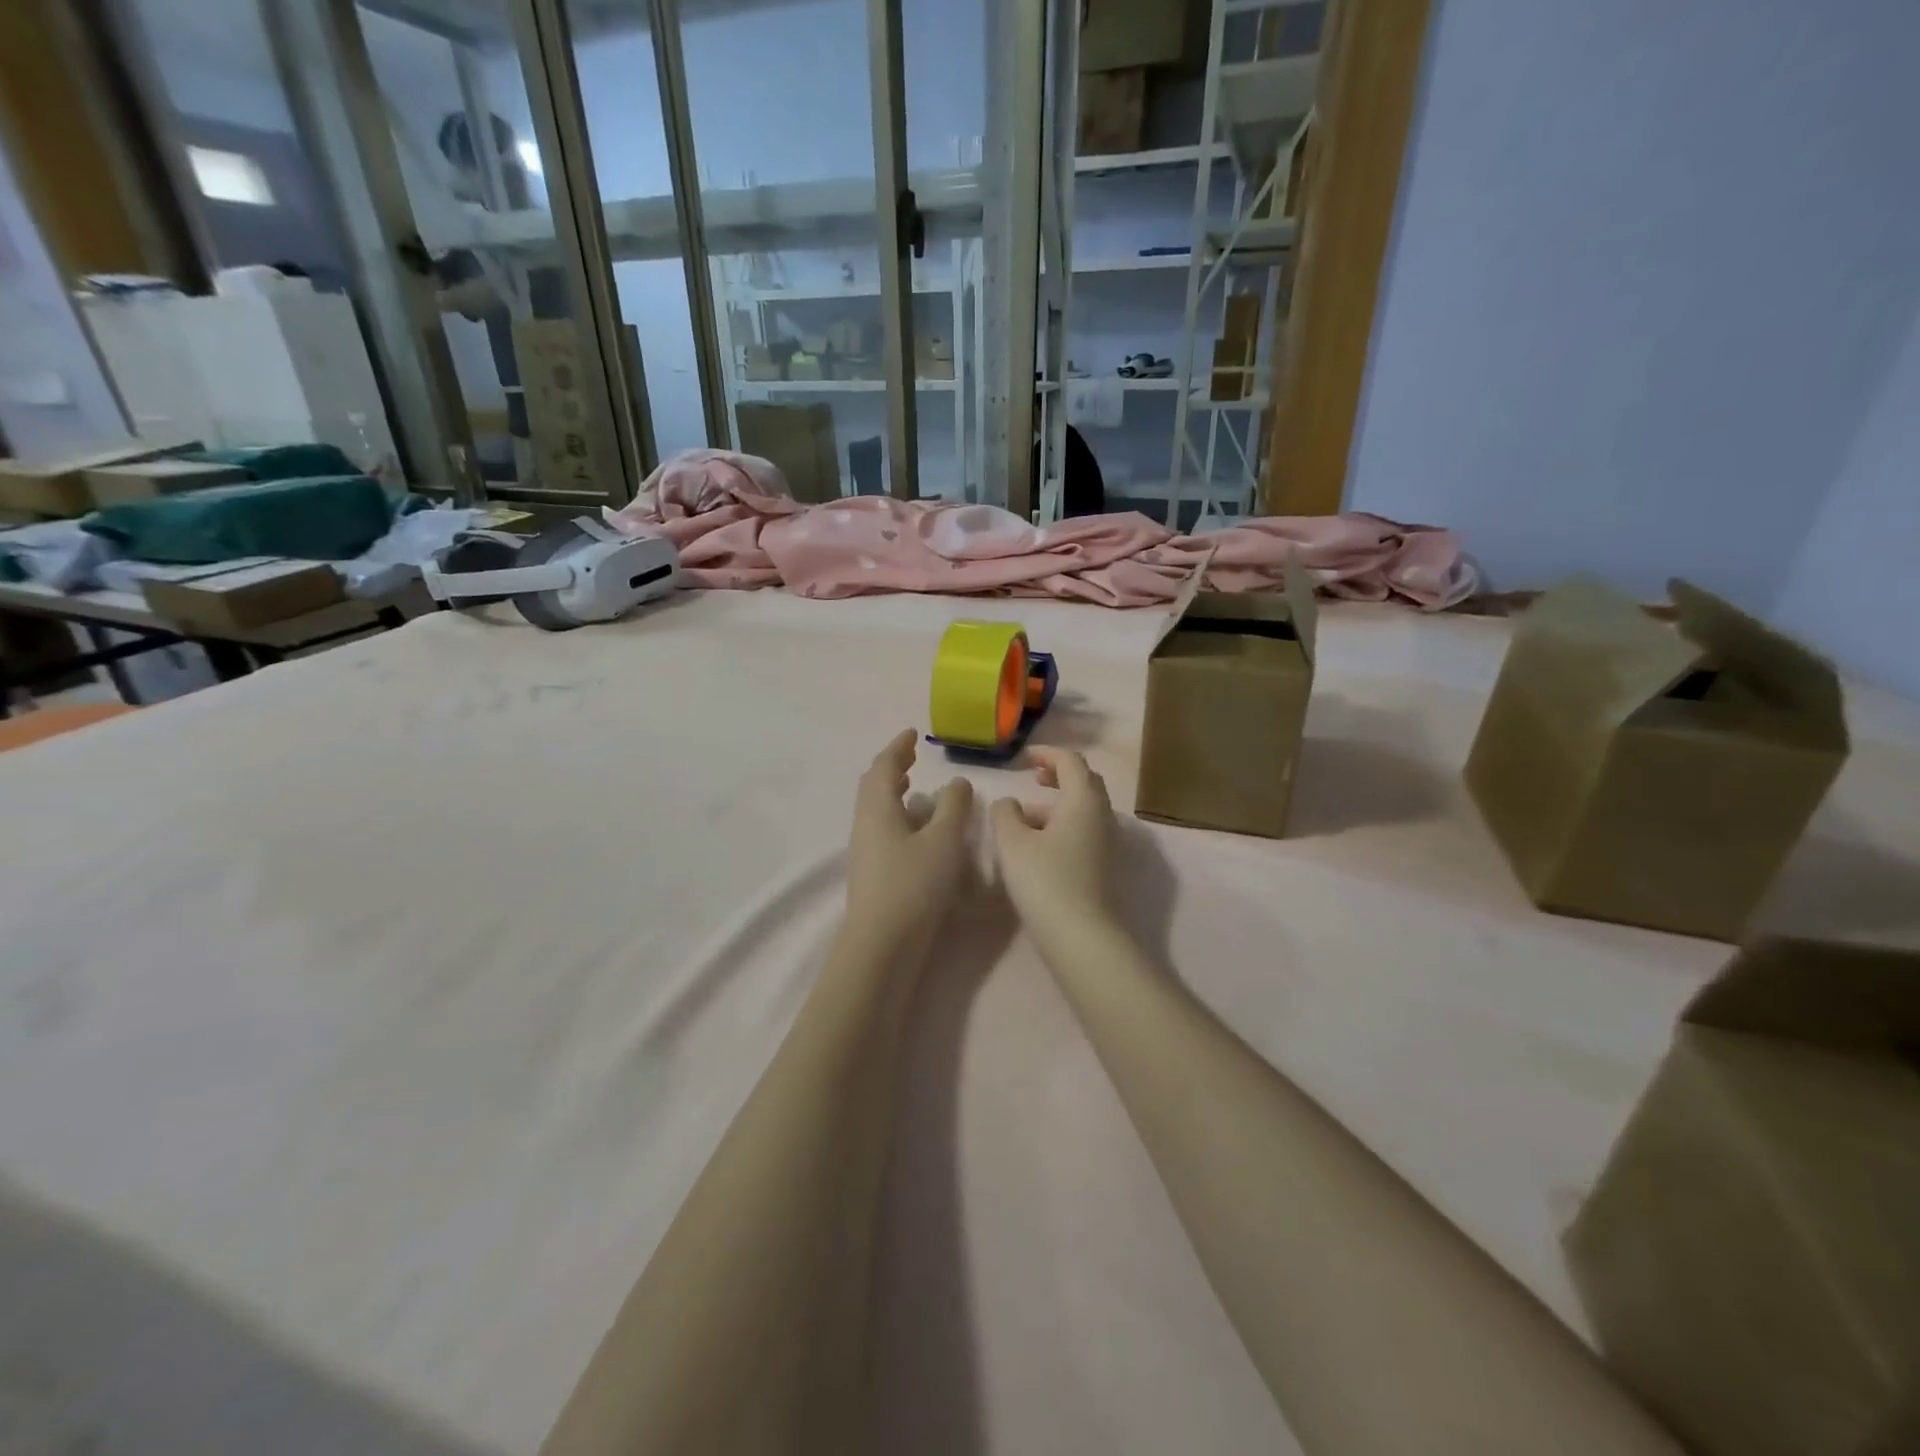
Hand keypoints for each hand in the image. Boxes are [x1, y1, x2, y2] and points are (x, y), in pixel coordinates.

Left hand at [846, 729, 974, 948]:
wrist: (883, 945)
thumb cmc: (914, 884)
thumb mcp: (944, 841)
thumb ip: (953, 807)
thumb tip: (957, 782)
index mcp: (878, 808)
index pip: (884, 766)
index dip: (898, 747)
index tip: (912, 734)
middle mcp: (865, 824)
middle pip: (874, 786)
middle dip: (892, 767)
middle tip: (911, 757)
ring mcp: (865, 851)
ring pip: (878, 810)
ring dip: (895, 793)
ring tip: (916, 789)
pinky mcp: (872, 873)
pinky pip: (883, 830)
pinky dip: (899, 817)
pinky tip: (918, 832)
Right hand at [990, 749, 1118, 942]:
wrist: (1081, 935)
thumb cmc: (1044, 880)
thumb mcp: (1012, 842)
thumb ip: (1005, 814)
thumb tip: (1008, 803)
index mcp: (1083, 799)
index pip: (1070, 761)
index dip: (1047, 753)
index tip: (1024, 757)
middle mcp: (1102, 815)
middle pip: (1084, 782)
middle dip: (1058, 775)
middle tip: (1033, 778)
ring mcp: (1107, 842)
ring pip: (1084, 809)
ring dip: (1058, 804)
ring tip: (1025, 816)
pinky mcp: (1104, 866)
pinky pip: (1085, 831)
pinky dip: (1064, 825)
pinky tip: (1039, 845)